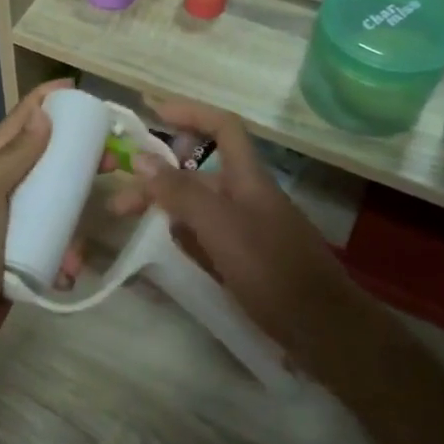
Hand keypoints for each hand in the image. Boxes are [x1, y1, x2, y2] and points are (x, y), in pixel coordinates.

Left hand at [0, 80, 74, 370]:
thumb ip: (13, 156)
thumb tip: (42, 116)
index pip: (16, 123)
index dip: (43, 102)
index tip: (76, 89)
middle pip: (40, 162)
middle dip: (73, 160)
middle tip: (109, 159)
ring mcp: (7, 228)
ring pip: (51, 208)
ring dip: (72, 223)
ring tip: (83, 243)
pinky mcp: (19, 259)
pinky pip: (51, 246)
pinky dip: (63, 257)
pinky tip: (67, 273)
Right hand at [112, 99, 375, 362]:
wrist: (323, 331)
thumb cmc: (272, 270)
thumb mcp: (220, 226)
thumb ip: (180, 192)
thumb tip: (141, 159)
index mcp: (248, 178)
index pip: (221, 127)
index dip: (189, 113)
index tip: (151, 112)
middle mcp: (246, 197)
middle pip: (197, 172)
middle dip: (157, 178)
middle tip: (119, 203)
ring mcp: (247, 229)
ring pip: (198, 206)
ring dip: (165, 208)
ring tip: (131, 224)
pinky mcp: (245, 259)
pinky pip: (206, 236)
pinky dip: (183, 237)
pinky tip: (165, 249)